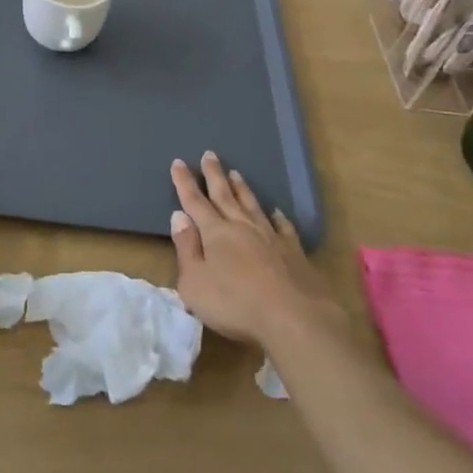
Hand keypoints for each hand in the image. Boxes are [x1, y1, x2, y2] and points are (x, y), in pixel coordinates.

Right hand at [169, 151, 339, 348]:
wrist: (294, 318)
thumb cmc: (235, 304)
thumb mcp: (195, 283)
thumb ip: (186, 248)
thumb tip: (179, 216)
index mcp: (215, 233)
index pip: (195, 202)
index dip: (185, 182)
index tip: (178, 162)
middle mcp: (242, 226)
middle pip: (224, 195)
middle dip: (214, 174)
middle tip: (209, 154)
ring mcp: (270, 237)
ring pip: (252, 204)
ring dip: (242, 188)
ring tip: (236, 172)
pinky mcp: (294, 252)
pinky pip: (283, 227)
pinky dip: (278, 217)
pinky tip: (277, 212)